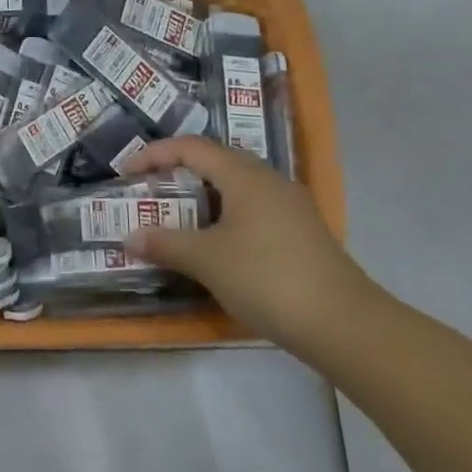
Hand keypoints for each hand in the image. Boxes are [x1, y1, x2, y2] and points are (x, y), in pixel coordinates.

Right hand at [122, 137, 375, 346]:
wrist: (343, 324)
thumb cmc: (267, 278)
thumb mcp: (206, 260)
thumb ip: (165, 243)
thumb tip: (130, 237)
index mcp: (245, 176)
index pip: (192, 147)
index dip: (155, 154)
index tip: (127, 173)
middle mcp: (270, 181)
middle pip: (216, 162)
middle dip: (178, 173)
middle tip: (150, 193)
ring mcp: (290, 207)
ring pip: (236, 188)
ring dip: (202, 198)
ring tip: (176, 219)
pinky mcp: (301, 233)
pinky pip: (252, 210)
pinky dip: (224, 217)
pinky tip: (214, 245)